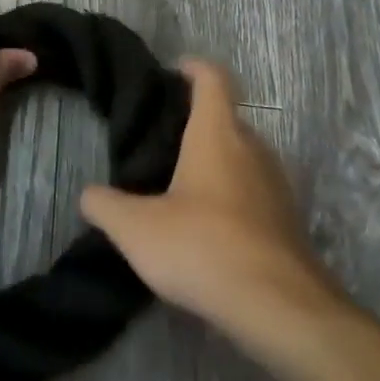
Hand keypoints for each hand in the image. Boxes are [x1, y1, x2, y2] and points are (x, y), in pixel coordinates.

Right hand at [80, 57, 346, 337]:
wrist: (282, 312)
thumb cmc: (203, 247)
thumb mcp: (136, 228)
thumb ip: (105, 205)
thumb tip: (89, 195)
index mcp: (217, 134)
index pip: (212, 78)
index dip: (193, 68)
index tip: (172, 72)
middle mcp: (253, 149)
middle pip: (227, 119)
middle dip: (196, 122)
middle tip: (161, 140)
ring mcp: (277, 188)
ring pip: (243, 158)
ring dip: (216, 164)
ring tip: (180, 187)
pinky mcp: (289, 225)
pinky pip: (256, 195)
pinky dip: (233, 200)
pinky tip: (208, 230)